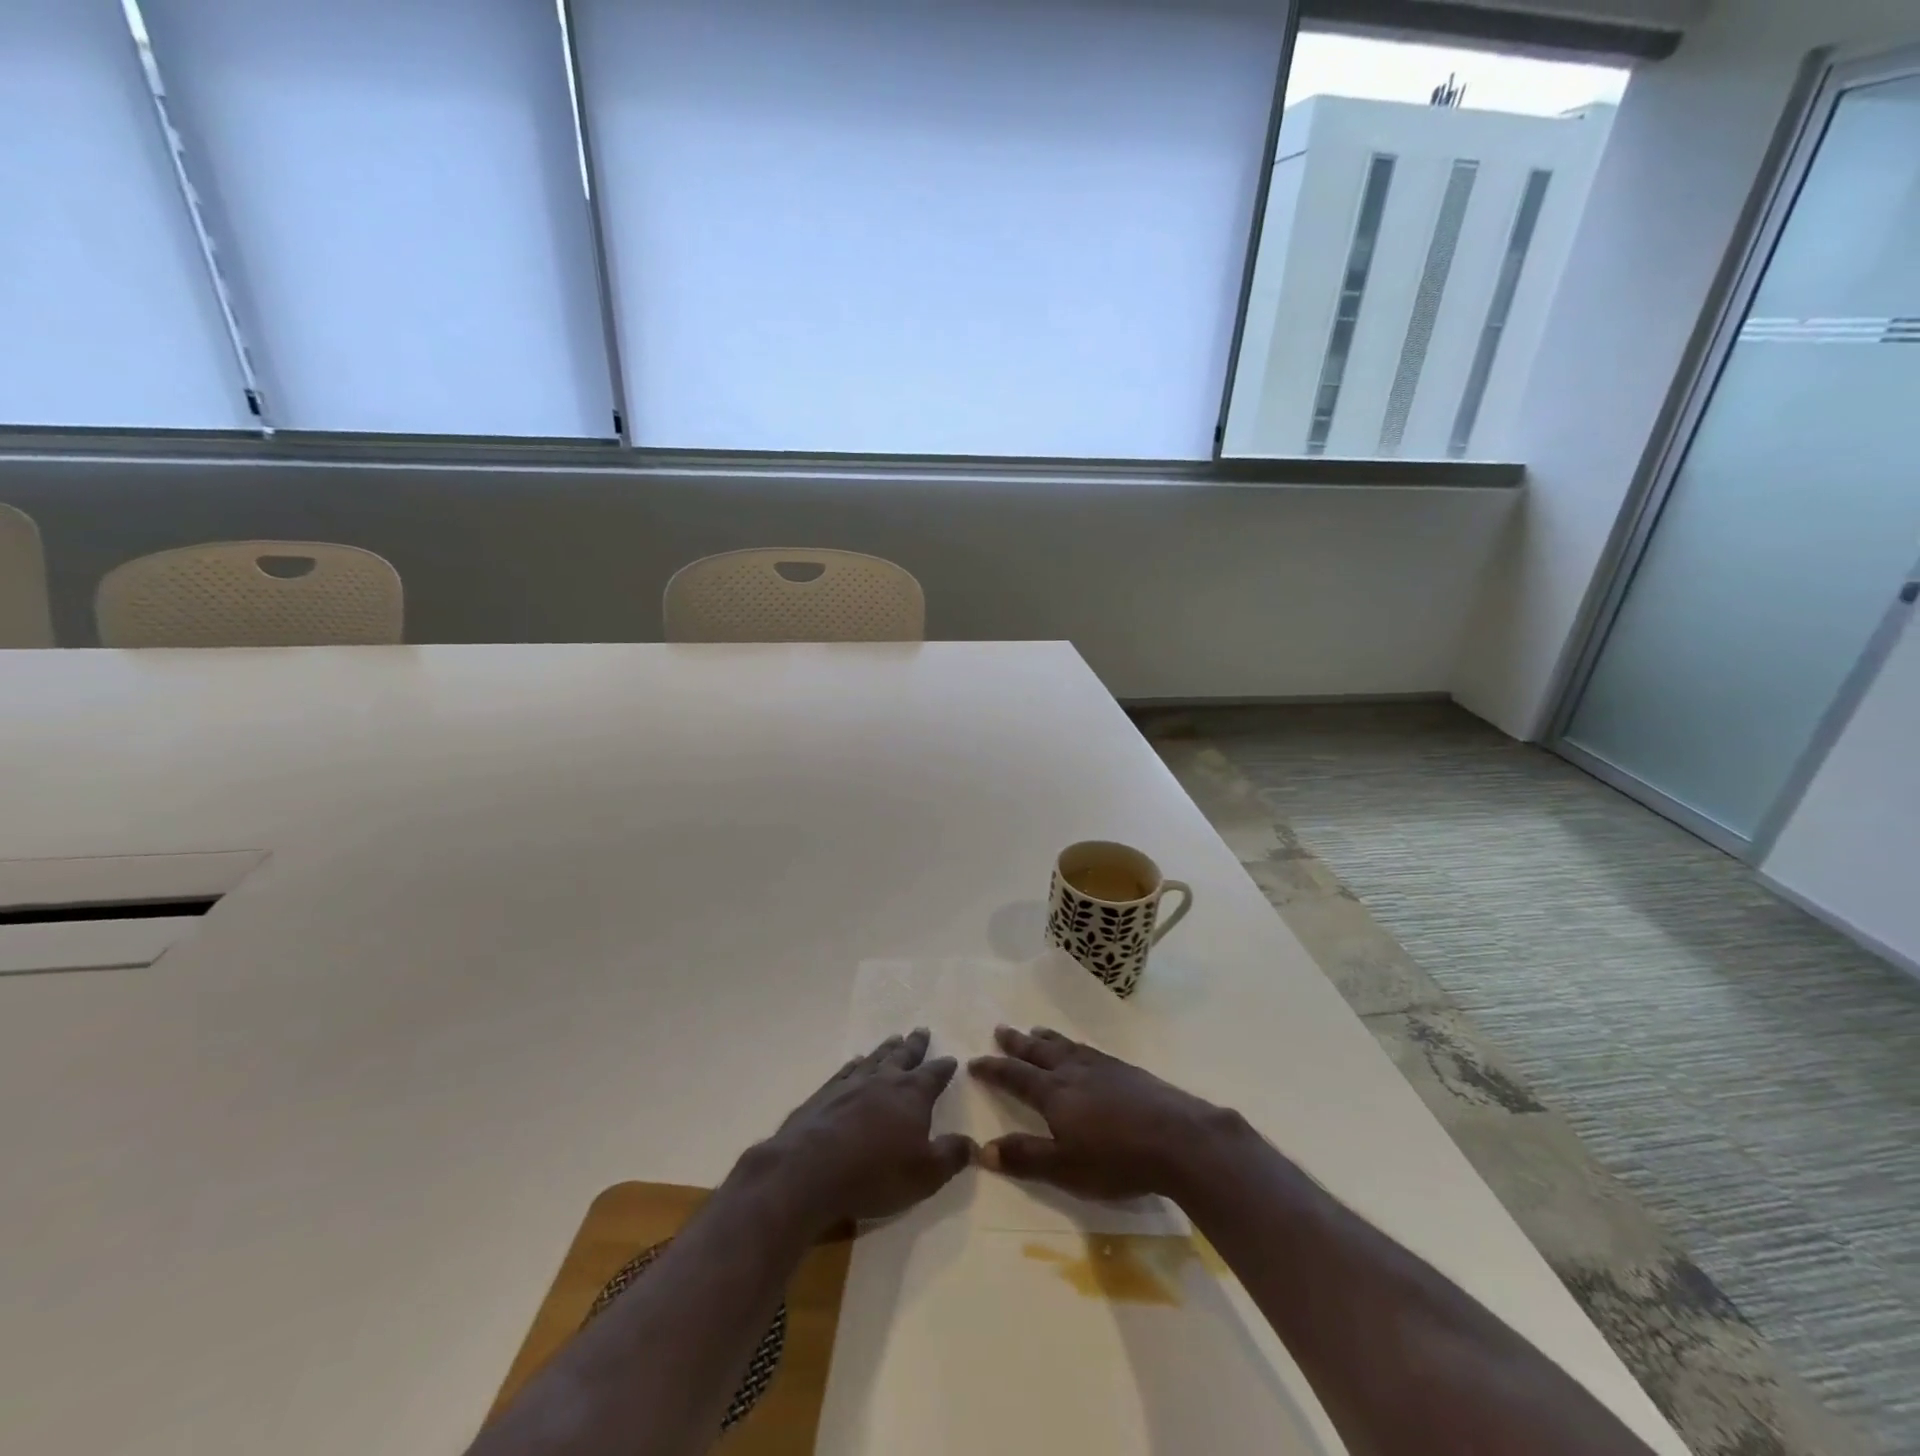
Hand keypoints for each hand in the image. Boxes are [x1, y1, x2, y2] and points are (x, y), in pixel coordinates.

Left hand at [759, 1029, 973, 1230]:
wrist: (808, 1171)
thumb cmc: (874, 1174)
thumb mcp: (925, 1174)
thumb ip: (951, 1156)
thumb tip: (972, 1143)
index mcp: (911, 1095)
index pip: (933, 1075)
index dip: (943, 1067)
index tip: (951, 1059)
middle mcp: (883, 1081)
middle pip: (903, 1056)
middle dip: (915, 1045)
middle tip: (921, 1030)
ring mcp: (851, 1084)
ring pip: (874, 1059)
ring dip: (886, 1049)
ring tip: (893, 1038)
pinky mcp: (824, 1095)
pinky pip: (845, 1071)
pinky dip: (854, 1064)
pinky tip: (855, 1062)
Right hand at [969, 1025, 1236, 1202]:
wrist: (1179, 1138)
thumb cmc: (1118, 1159)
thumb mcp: (1065, 1168)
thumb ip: (1026, 1157)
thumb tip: (983, 1149)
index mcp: (1054, 1093)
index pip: (1016, 1076)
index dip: (994, 1069)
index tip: (975, 1061)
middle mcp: (1073, 1071)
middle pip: (1039, 1052)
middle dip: (1017, 1043)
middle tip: (1000, 1029)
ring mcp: (1102, 1067)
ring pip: (1065, 1046)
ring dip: (1046, 1038)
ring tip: (1035, 1030)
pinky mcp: (1126, 1070)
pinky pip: (1089, 1049)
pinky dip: (1074, 1045)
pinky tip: (1080, 1050)